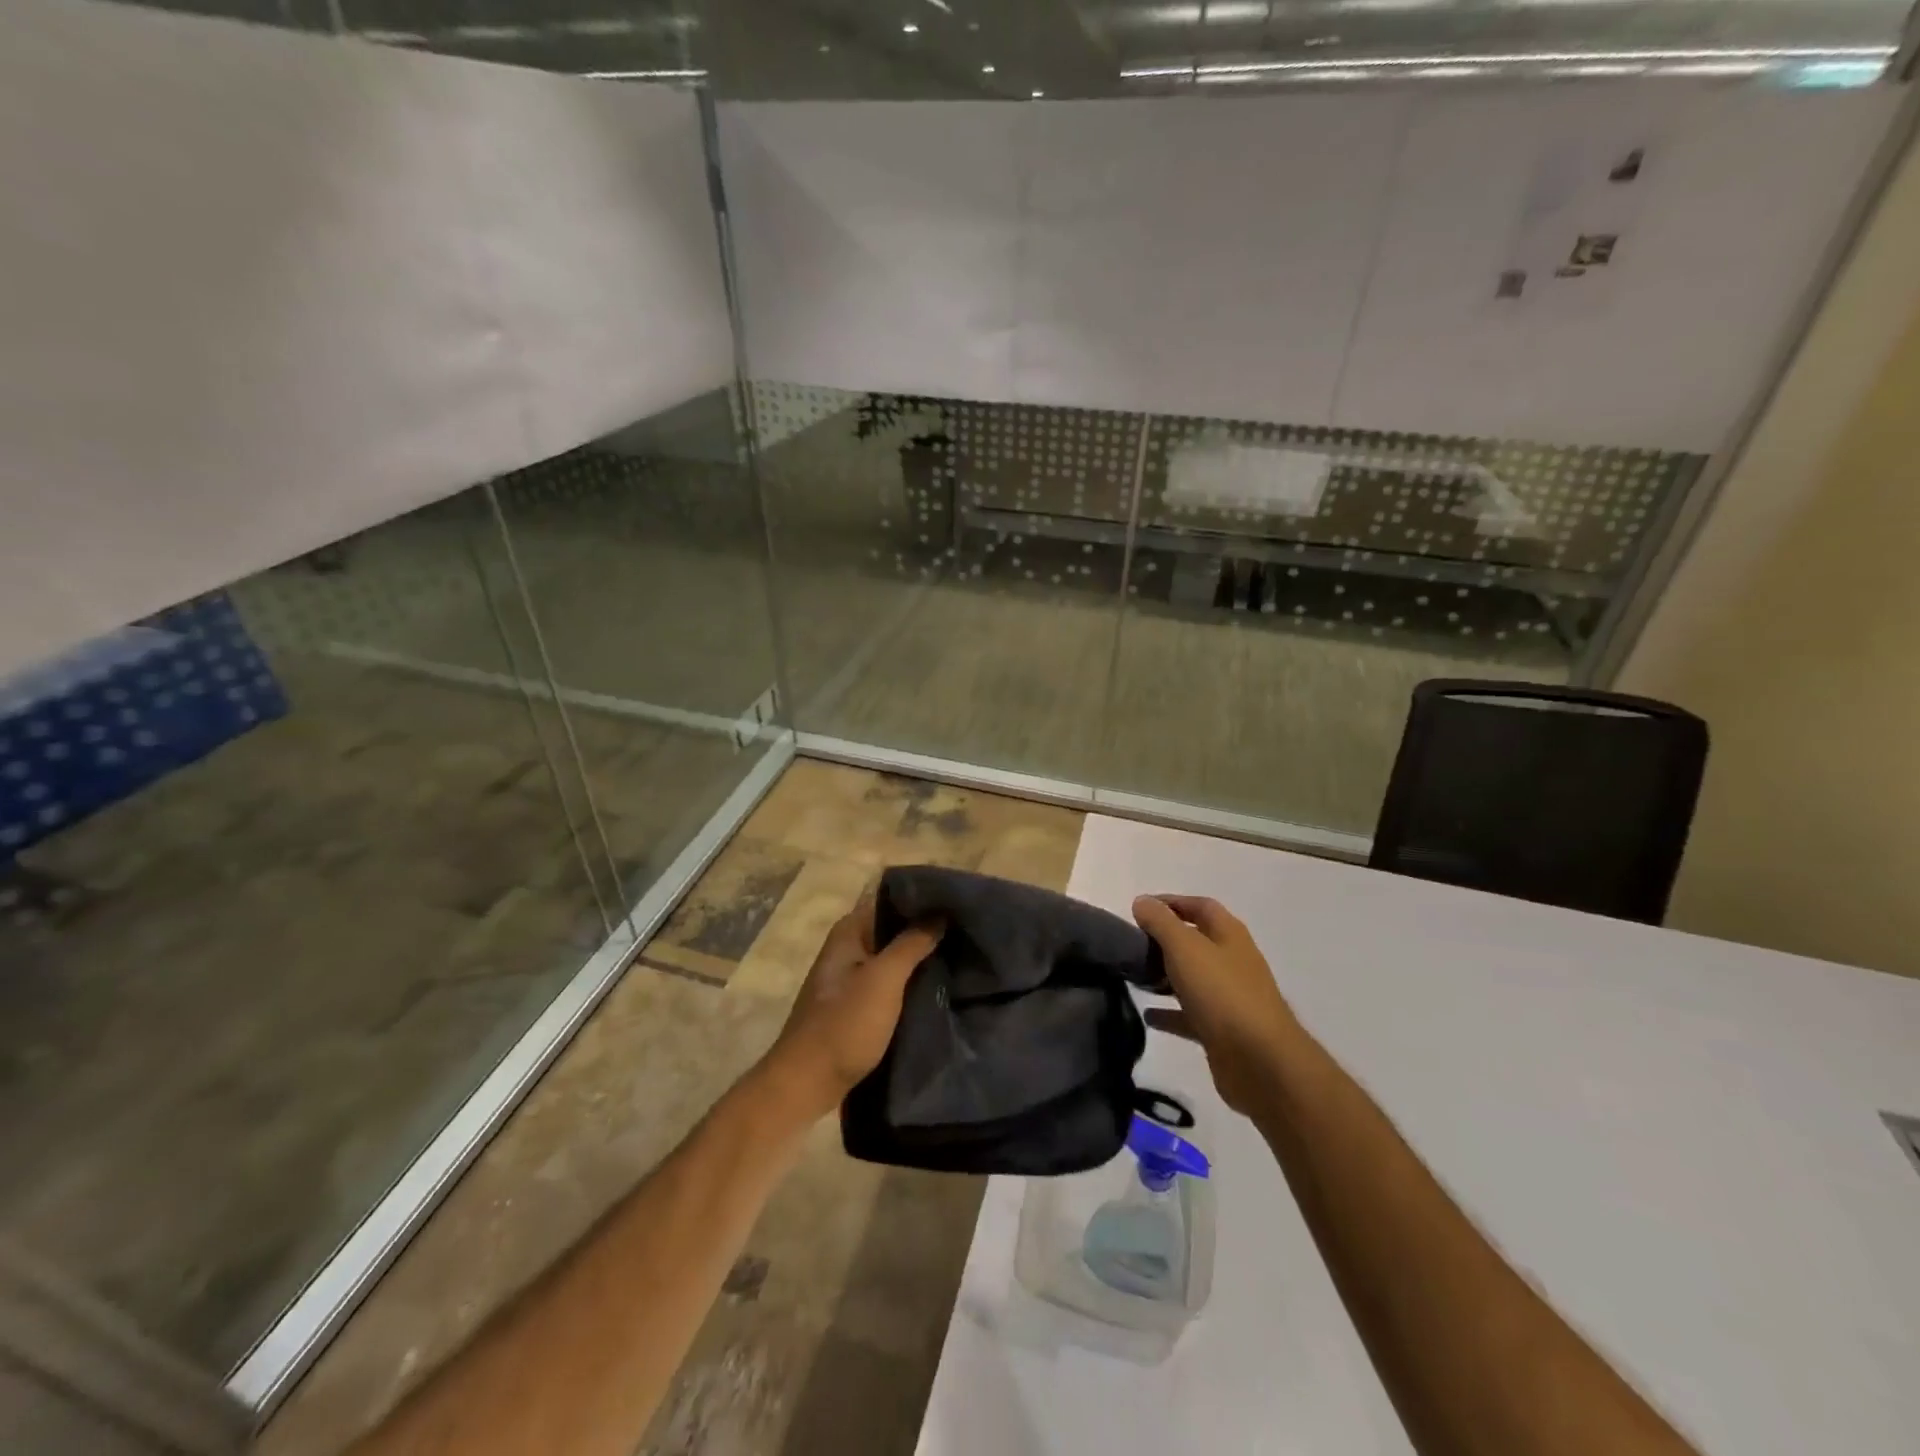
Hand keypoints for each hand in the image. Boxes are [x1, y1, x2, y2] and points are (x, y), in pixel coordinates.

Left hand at [759, 892, 942, 1122]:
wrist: (807, 1084)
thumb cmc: (845, 1025)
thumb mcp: (884, 979)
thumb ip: (912, 942)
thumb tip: (939, 912)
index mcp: (850, 931)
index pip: (891, 899)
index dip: (923, 898)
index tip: (959, 901)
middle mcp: (849, 947)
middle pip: (894, 928)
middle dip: (927, 929)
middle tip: (968, 929)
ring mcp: (852, 978)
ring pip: (894, 957)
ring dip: (922, 957)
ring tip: (962, 954)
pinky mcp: (858, 1006)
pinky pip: (892, 983)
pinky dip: (912, 981)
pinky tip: (940, 985)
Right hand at [1134, 894, 1299, 1115]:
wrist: (1260, 1062)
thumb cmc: (1222, 993)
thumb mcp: (1185, 948)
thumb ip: (1161, 922)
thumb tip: (1142, 901)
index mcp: (1230, 935)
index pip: (1201, 906)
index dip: (1172, 902)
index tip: (1140, 908)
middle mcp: (1232, 962)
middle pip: (1196, 942)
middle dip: (1165, 939)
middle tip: (1132, 944)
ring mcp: (1229, 998)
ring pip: (1192, 978)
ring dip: (1165, 975)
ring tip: (1134, 976)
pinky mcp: (1222, 1031)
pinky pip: (1190, 1014)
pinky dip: (1169, 1012)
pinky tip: (1147, 1015)